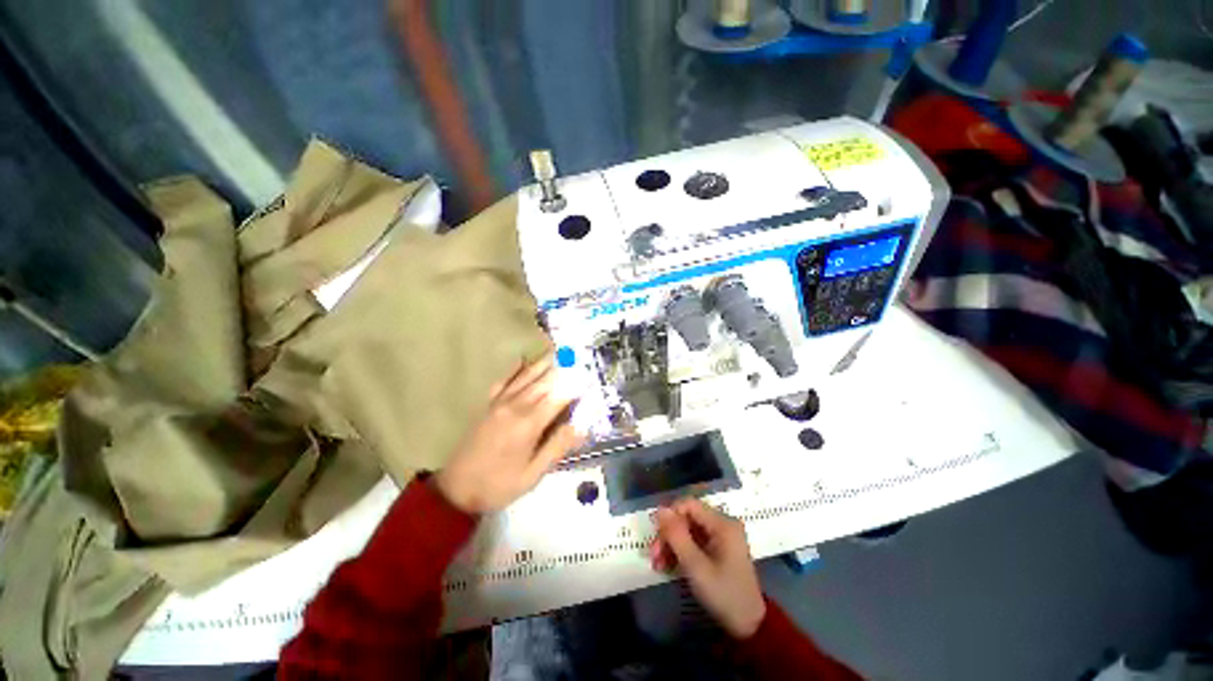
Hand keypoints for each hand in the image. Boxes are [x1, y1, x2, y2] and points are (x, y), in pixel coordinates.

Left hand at [435, 354, 583, 514]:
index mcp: (528, 424)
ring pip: (526, 377)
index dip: (575, 385)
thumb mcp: (532, 475)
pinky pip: (503, 381)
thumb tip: (581, 427)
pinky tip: (521, 360)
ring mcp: (499, 403)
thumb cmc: (498, 485)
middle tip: (578, 355)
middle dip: (563, 368)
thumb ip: (557, 447)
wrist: (455, 490)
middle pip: (544, 382)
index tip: (589, 375)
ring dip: (543, 363)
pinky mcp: (488, 405)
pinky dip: (514, 369)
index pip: (558, 397)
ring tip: (558, 350)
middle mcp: (515, 406)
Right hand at [650, 498, 766, 638]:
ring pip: (687, 529)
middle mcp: (722, 523)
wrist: (749, 625)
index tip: (656, 536)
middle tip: (653, 556)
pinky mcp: (717, 548)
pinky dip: (680, 551)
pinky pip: (693, 540)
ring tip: (658, 565)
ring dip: (671, 544)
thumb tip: (660, 510)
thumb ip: (676, 536)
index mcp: (722, 523)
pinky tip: (668, 566)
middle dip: (668, 534)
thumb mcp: (696, 567)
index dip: (669, 516)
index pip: (688, 504)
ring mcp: (720, 536)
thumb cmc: (724, 594)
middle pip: (686, 517)